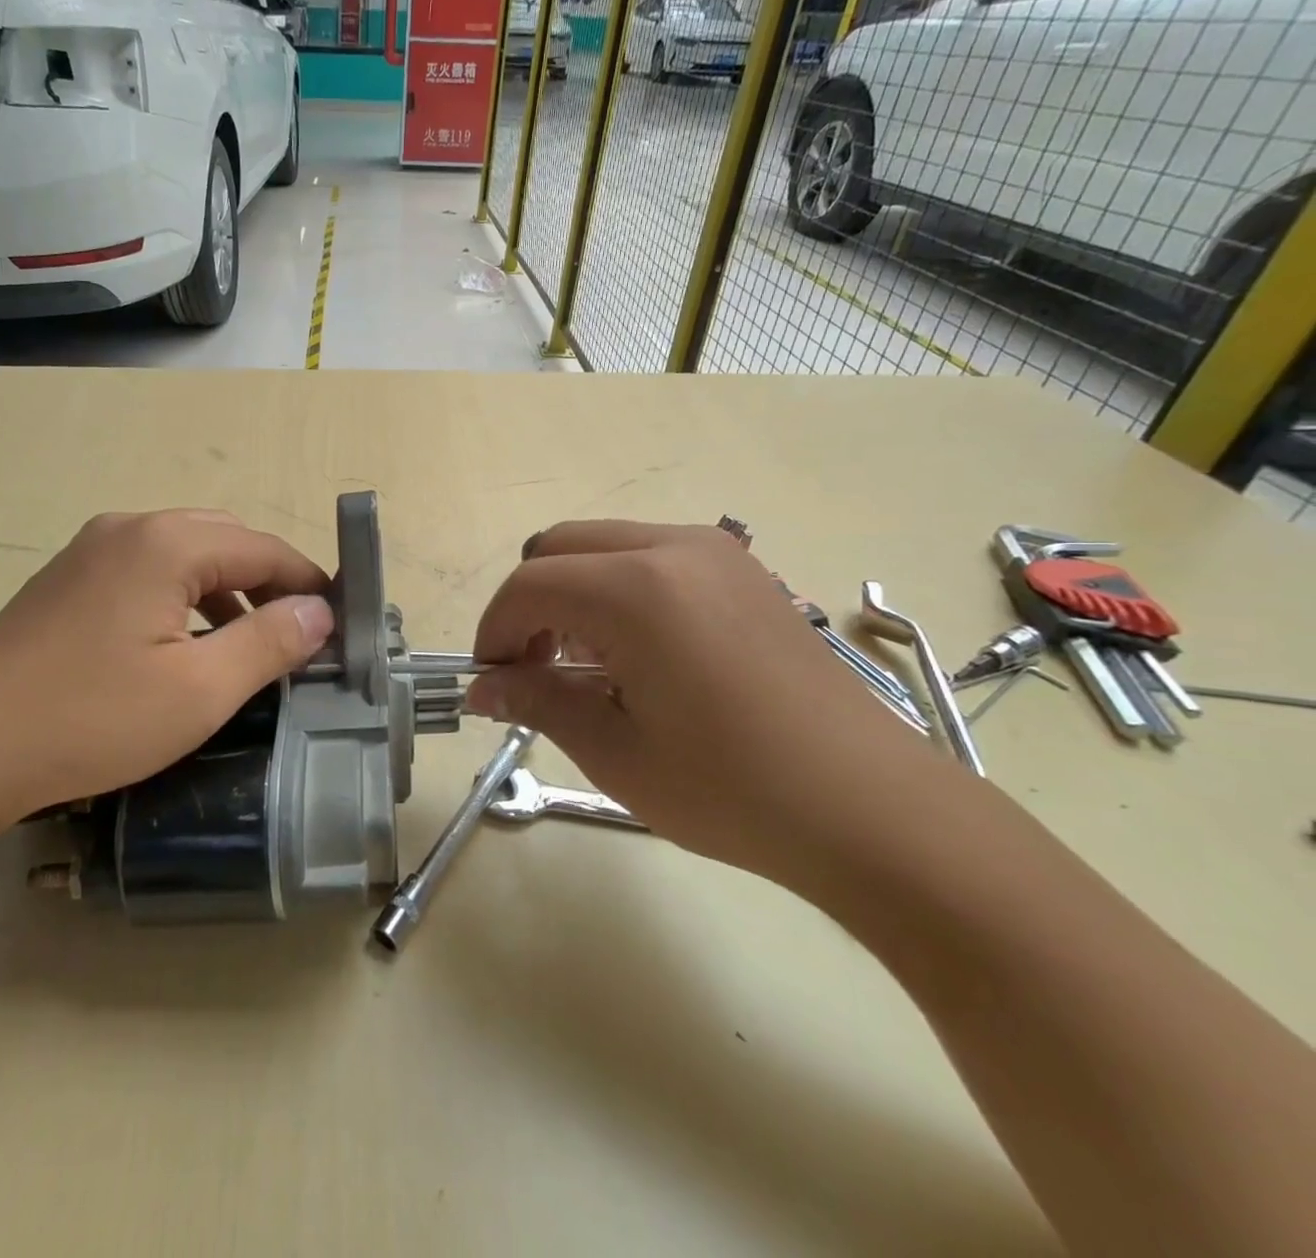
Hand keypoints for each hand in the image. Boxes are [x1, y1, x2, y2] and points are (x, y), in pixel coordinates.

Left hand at [0, 510, 333, 836]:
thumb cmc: (91, 720)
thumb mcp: (200, 690)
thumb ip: (270, 643)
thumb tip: (320, 612)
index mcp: (166, 543)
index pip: (264, 548)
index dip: (308, 583)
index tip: (338, 624)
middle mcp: (129, 529)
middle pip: (225, 541)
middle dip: (270, 582)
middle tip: (299, 633)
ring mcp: (90, 551)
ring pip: (185, 554)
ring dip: (228, 589)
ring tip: (251, 641)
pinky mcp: (67, 580)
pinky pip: (148, 570)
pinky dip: (185, 597)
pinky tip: (187, 643)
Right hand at [463, 521, 947, 889]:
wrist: (873, 809)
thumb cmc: (732, 789)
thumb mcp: (615, 751)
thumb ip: (537, 701)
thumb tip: (481, 688)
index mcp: (636, 589)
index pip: (529, 586)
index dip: (495, 631)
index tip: (493, 681)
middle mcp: (674, 547)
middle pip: (559, 547)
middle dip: (529, 604)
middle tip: (534, 669)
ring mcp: (717, 552)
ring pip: (604, 546)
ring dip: (572, 593)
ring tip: (586, 665)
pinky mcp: (744, 570)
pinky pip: (651, 556)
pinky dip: (617, 589)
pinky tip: (638, 653)